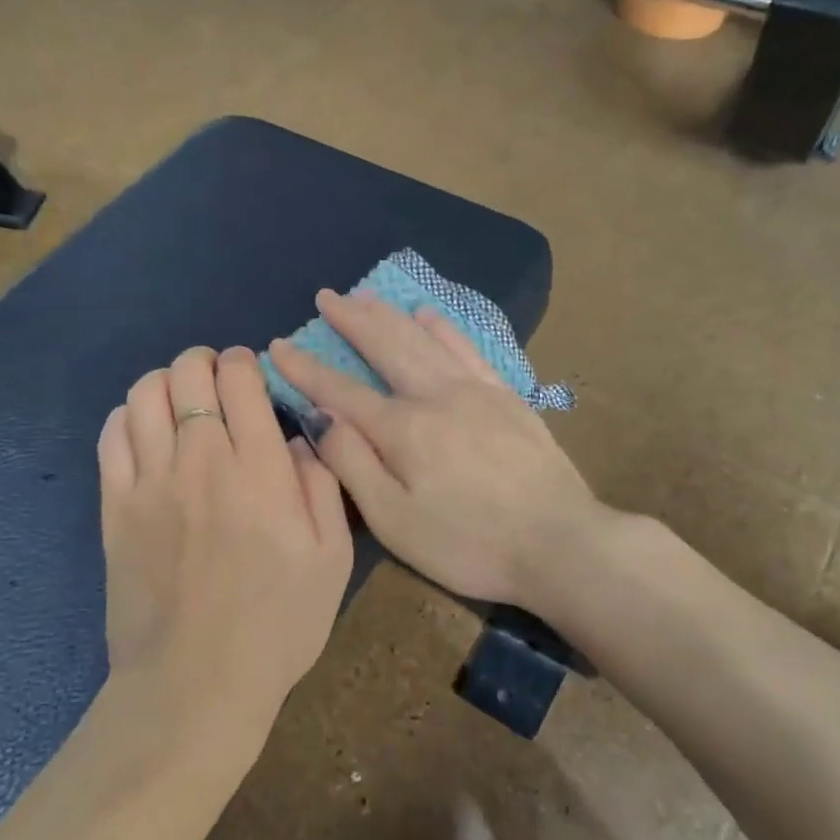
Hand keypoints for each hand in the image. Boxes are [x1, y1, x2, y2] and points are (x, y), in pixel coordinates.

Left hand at [98, 346, 353, 740]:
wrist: (195, 685)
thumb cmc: (276, 627)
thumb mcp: (332, 560)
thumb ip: (321, 486)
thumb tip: (295, 440)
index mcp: (258, 470)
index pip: (240, 380)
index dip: (244, 362)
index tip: (250, 372)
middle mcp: (200, 461)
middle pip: (187, 374)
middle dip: (203, 362)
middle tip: (216, 380)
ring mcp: (150, 482)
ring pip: (143, 395)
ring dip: (164, 382)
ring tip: (179, 399)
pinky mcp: (115, 508)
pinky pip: (111, 437)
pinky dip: (126, 416)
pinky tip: (143, 429)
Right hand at [267, 291, 605, 610]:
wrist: (561, 543)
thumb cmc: (469, 544)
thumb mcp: (396, 522)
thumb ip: (353, 466)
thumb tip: (321, 418)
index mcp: (402, 429)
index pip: (340, 390)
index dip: (305, 368)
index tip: (278, 344)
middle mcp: (435, 396)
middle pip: (386, 346)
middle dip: (351, 320)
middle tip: (327, 296)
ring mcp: (476, 391)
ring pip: (424, 339)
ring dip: (391, 315)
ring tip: (366, 296)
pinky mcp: (507, 397)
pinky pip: (469, 349)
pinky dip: (445, 327)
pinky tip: (430, 314)